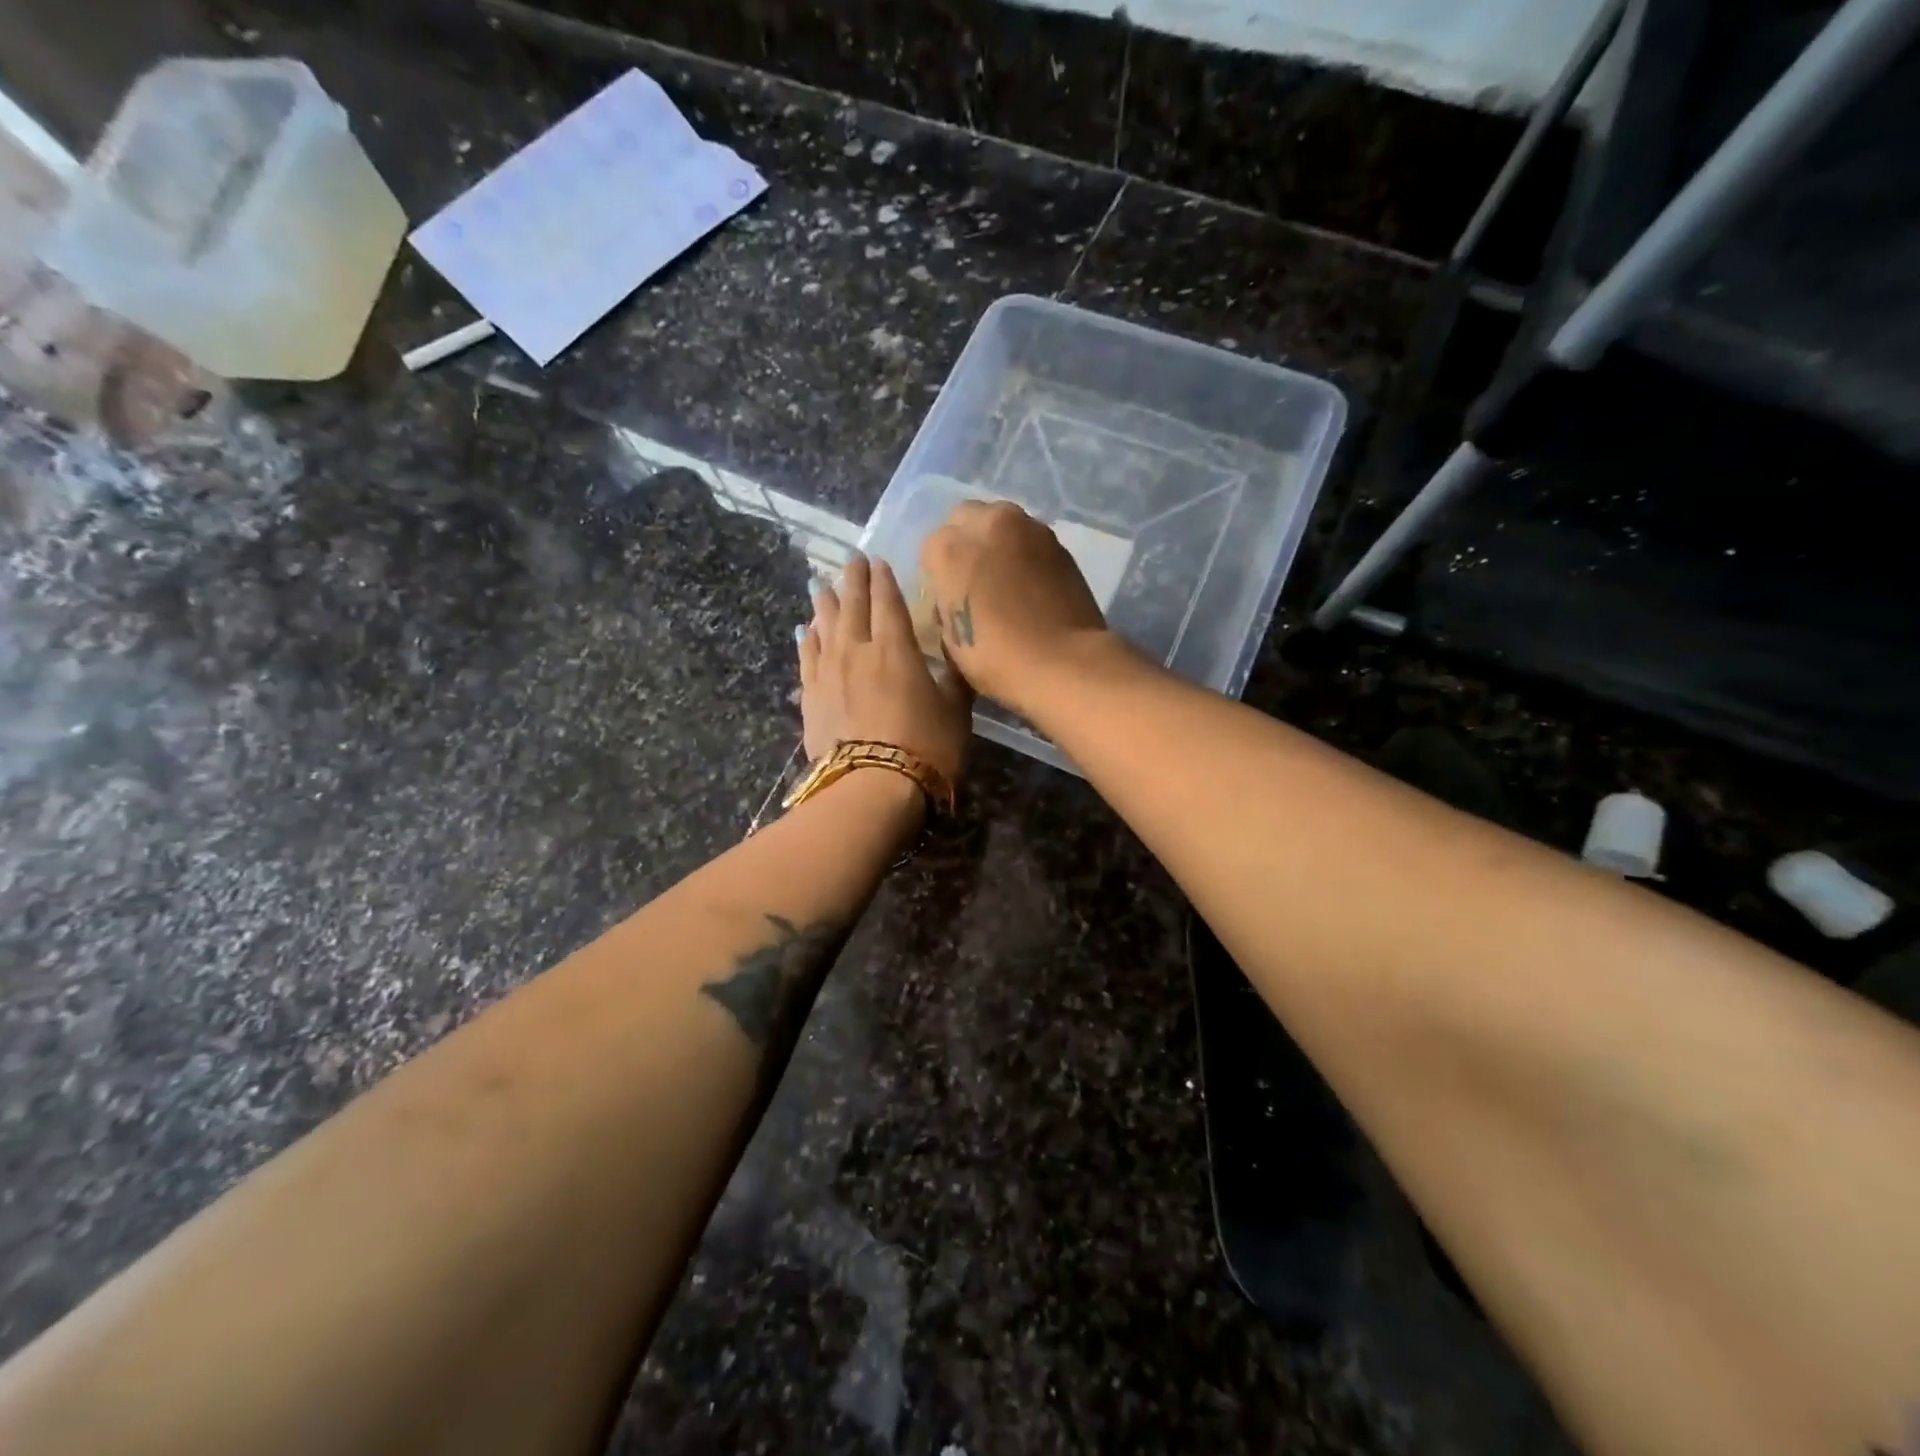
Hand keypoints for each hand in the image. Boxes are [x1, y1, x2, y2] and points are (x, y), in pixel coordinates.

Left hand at [799, 553, 973, 783]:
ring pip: (824, 627)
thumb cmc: (926, 748)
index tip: (879, 561)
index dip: (884, 580)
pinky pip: (807, 659)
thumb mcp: (956, 711)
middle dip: (853, 580)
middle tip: (851, 560)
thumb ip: (954, 679)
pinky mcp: (811, 697)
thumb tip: (956, 658)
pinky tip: (804, 632)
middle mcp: (858, 651)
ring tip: (820, 586)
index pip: (888, 602)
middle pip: (852, 606)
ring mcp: (829, 673)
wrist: (873, 788)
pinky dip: (806, 641)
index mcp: (897, 648)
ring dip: (823, 604)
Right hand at [919, 501, 1110, 712]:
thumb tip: (956, 598)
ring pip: (1002, 523)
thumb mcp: (952, 639)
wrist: (1064, 662)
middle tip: (974, 579)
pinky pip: (1031, 541)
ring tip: (1005, 580)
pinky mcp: (1059, 543)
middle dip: (966, 542)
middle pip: (966, 520)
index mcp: (950, 548)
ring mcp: (1029, 528)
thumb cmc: (996, 658)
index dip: (938, 575)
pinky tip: (1030, 585)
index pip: (931, 549)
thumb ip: (947, 604)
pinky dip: (1025, 555)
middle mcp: (988, 524)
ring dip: (998, 543)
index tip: (949, 597)